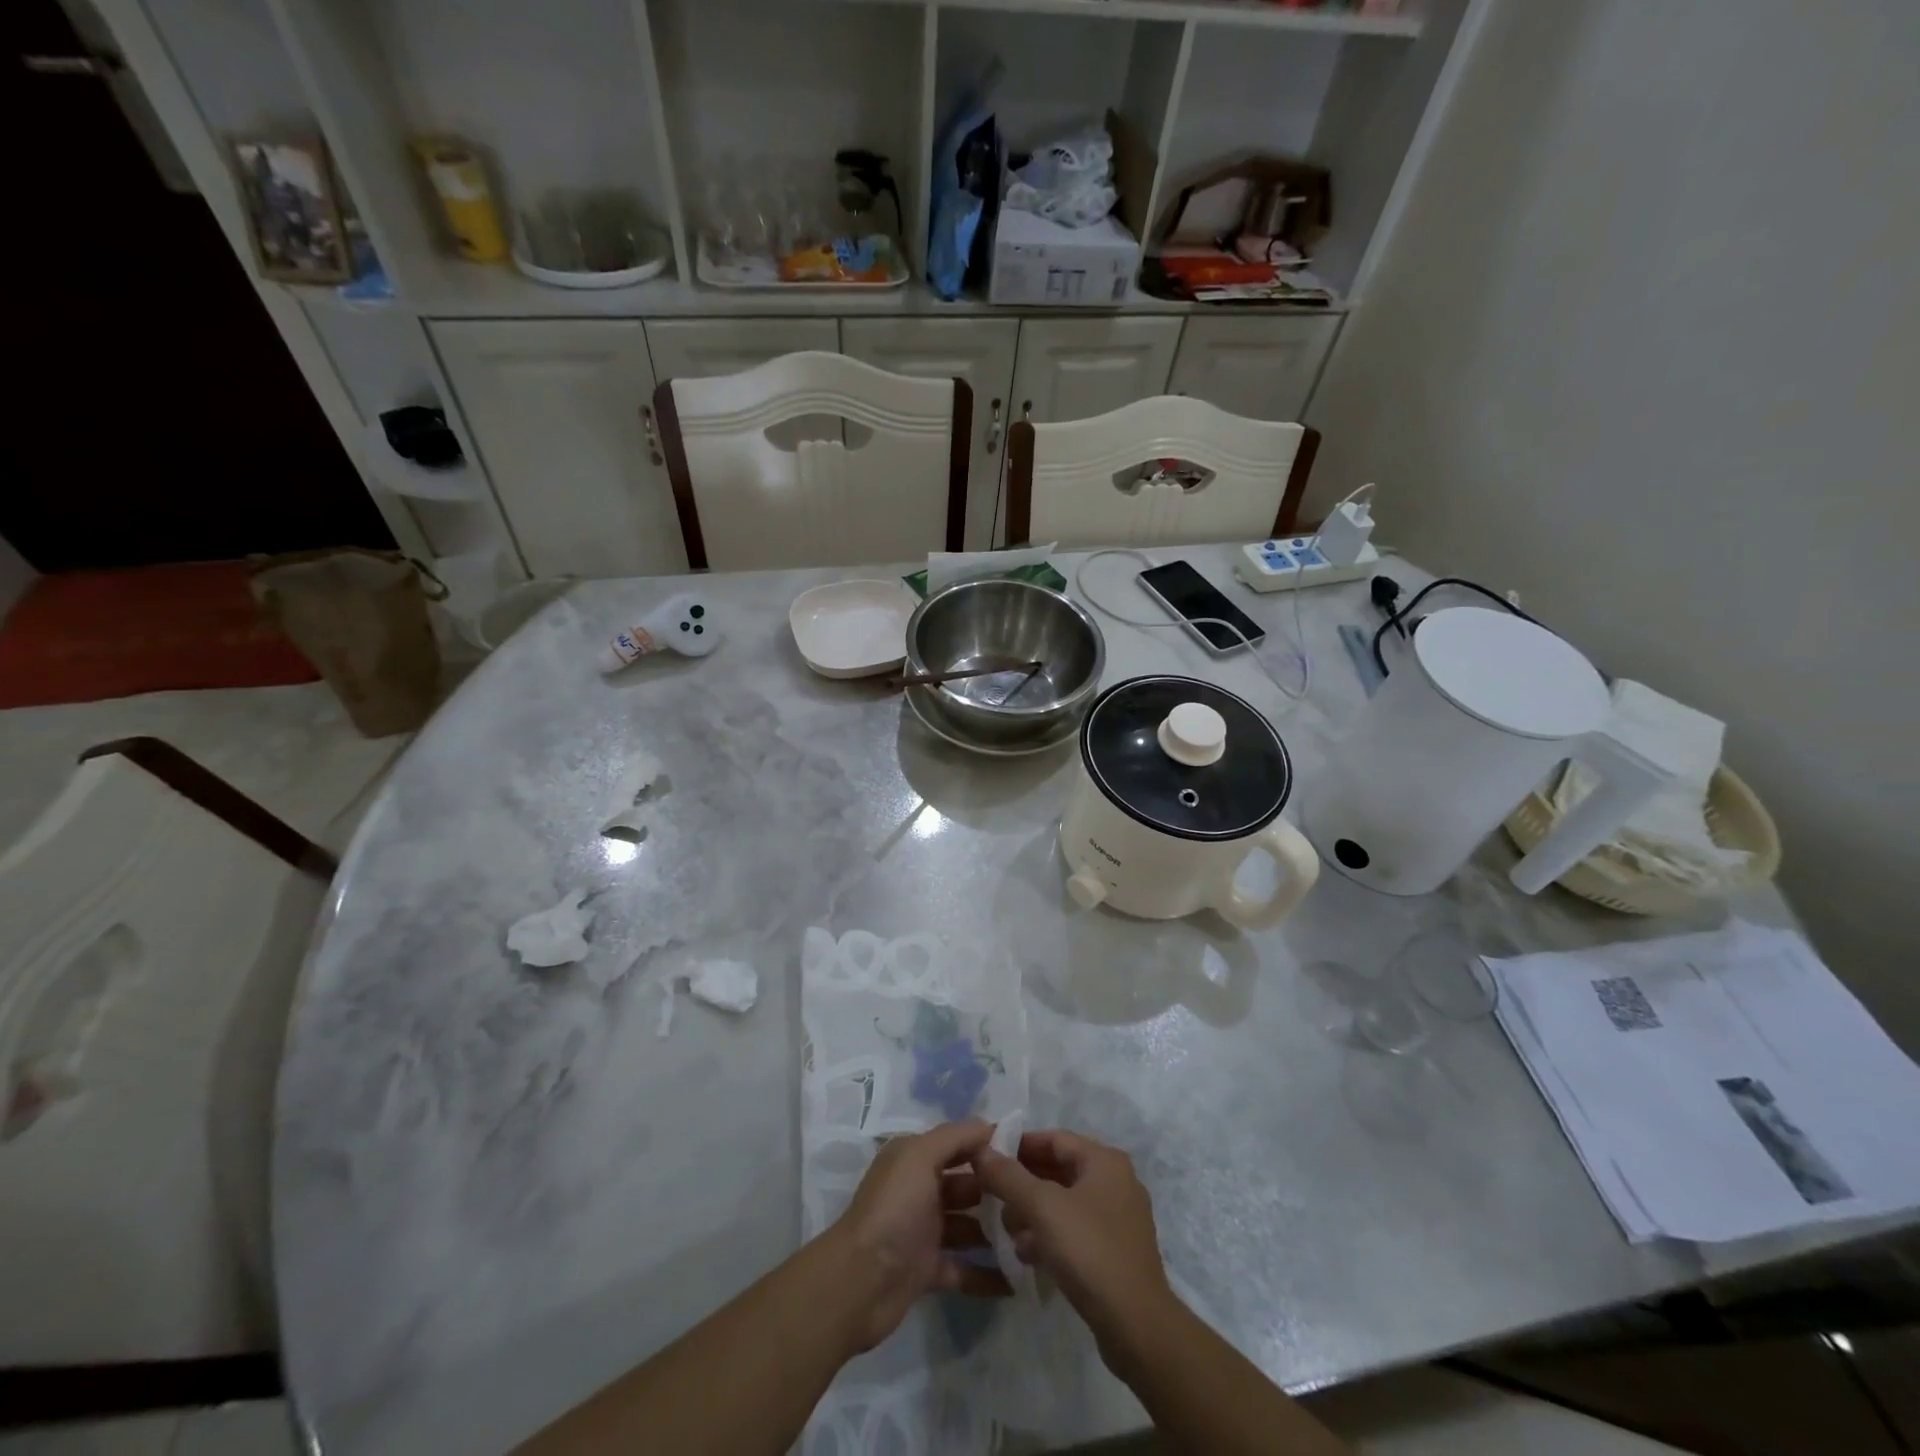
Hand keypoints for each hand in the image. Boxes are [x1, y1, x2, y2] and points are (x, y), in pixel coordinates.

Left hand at [825, 1120, 1010, 1352]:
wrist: (859, 1282)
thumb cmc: (894, 1209)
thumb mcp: (920, 1157)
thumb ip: (954, 1136)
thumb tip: (989, 1125)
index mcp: (914, 1158)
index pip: (958, 1143)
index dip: (989, 1145)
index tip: (1028, 1153)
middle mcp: (919, 1189)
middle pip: (966, 1184)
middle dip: (997, 1190)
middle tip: (1034, 1200)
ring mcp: (923, 1230)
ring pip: (968, 1226)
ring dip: (995, 1232)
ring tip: (1033, 1238)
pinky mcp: (927, 1270)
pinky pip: (963, 1268)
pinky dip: (986, 1274)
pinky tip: (1016, 1280)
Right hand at [973, 1129, 1175, 1348]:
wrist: (1136, 1326)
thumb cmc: (1089, 1251)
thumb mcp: (1042, 1208)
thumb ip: (1009, 1176)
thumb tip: (981, 1151)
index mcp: (1105, 1161)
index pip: (1054, 1138)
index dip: (1019, 1145)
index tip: (989, 1157)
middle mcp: (1116, 1181)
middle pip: (1059, 1170)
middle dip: (1023, 1183)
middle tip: (992, 1197)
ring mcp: (1119, 1218)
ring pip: (1065, 1203)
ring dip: (1033, 1212)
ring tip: (1007, 1230)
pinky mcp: (1116, 1251)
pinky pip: (1075, 1230)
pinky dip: (1051, 1235)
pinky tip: (1027, 1254)